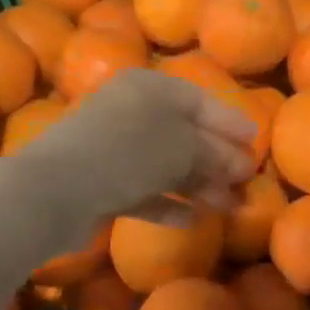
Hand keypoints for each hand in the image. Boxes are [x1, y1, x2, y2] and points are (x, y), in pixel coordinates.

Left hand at [2, 70, 254, 251]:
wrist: (52, 192)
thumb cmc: (128, 153)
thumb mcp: (184, 147)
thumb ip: (217, 154)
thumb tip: (242, 164)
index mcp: (150, 88)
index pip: (201, 100)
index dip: (231, 121)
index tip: (256, 142)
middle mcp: (131, 112)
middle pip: (186, 134)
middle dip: (219, 160)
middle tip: (247, 181)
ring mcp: (113, 148)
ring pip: (167, 165)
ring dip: (200, 186)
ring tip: (228, 208)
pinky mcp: (101, 183)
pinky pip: (144, 190)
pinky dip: (168, 204)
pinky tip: (191, 221)